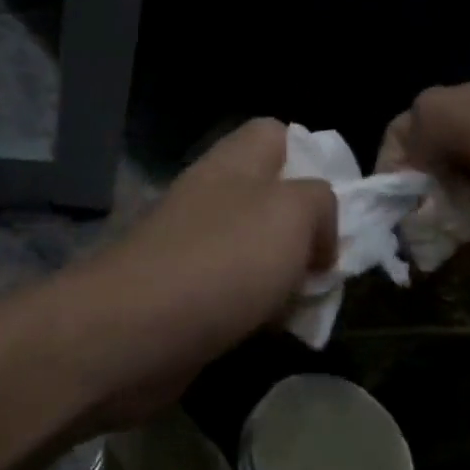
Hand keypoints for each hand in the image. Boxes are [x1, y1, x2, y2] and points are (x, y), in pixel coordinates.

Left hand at [58, 119, 336, 424]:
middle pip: (273, 199)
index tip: (337, 202)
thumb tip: (320, 238)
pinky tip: (277, 331)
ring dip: (288, 277)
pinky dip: (261, 310)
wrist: (132, 335)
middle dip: (308, 231)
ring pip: (258, 252)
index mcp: (234, 165)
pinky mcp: (186, 297)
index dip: (312, 157)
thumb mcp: (291, 214)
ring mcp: (195, 249)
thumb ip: (322, 205)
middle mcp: (212, 199)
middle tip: (329, 264)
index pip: (276, 134)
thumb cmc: (220, 261)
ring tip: (311, 302)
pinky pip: (238, 294)